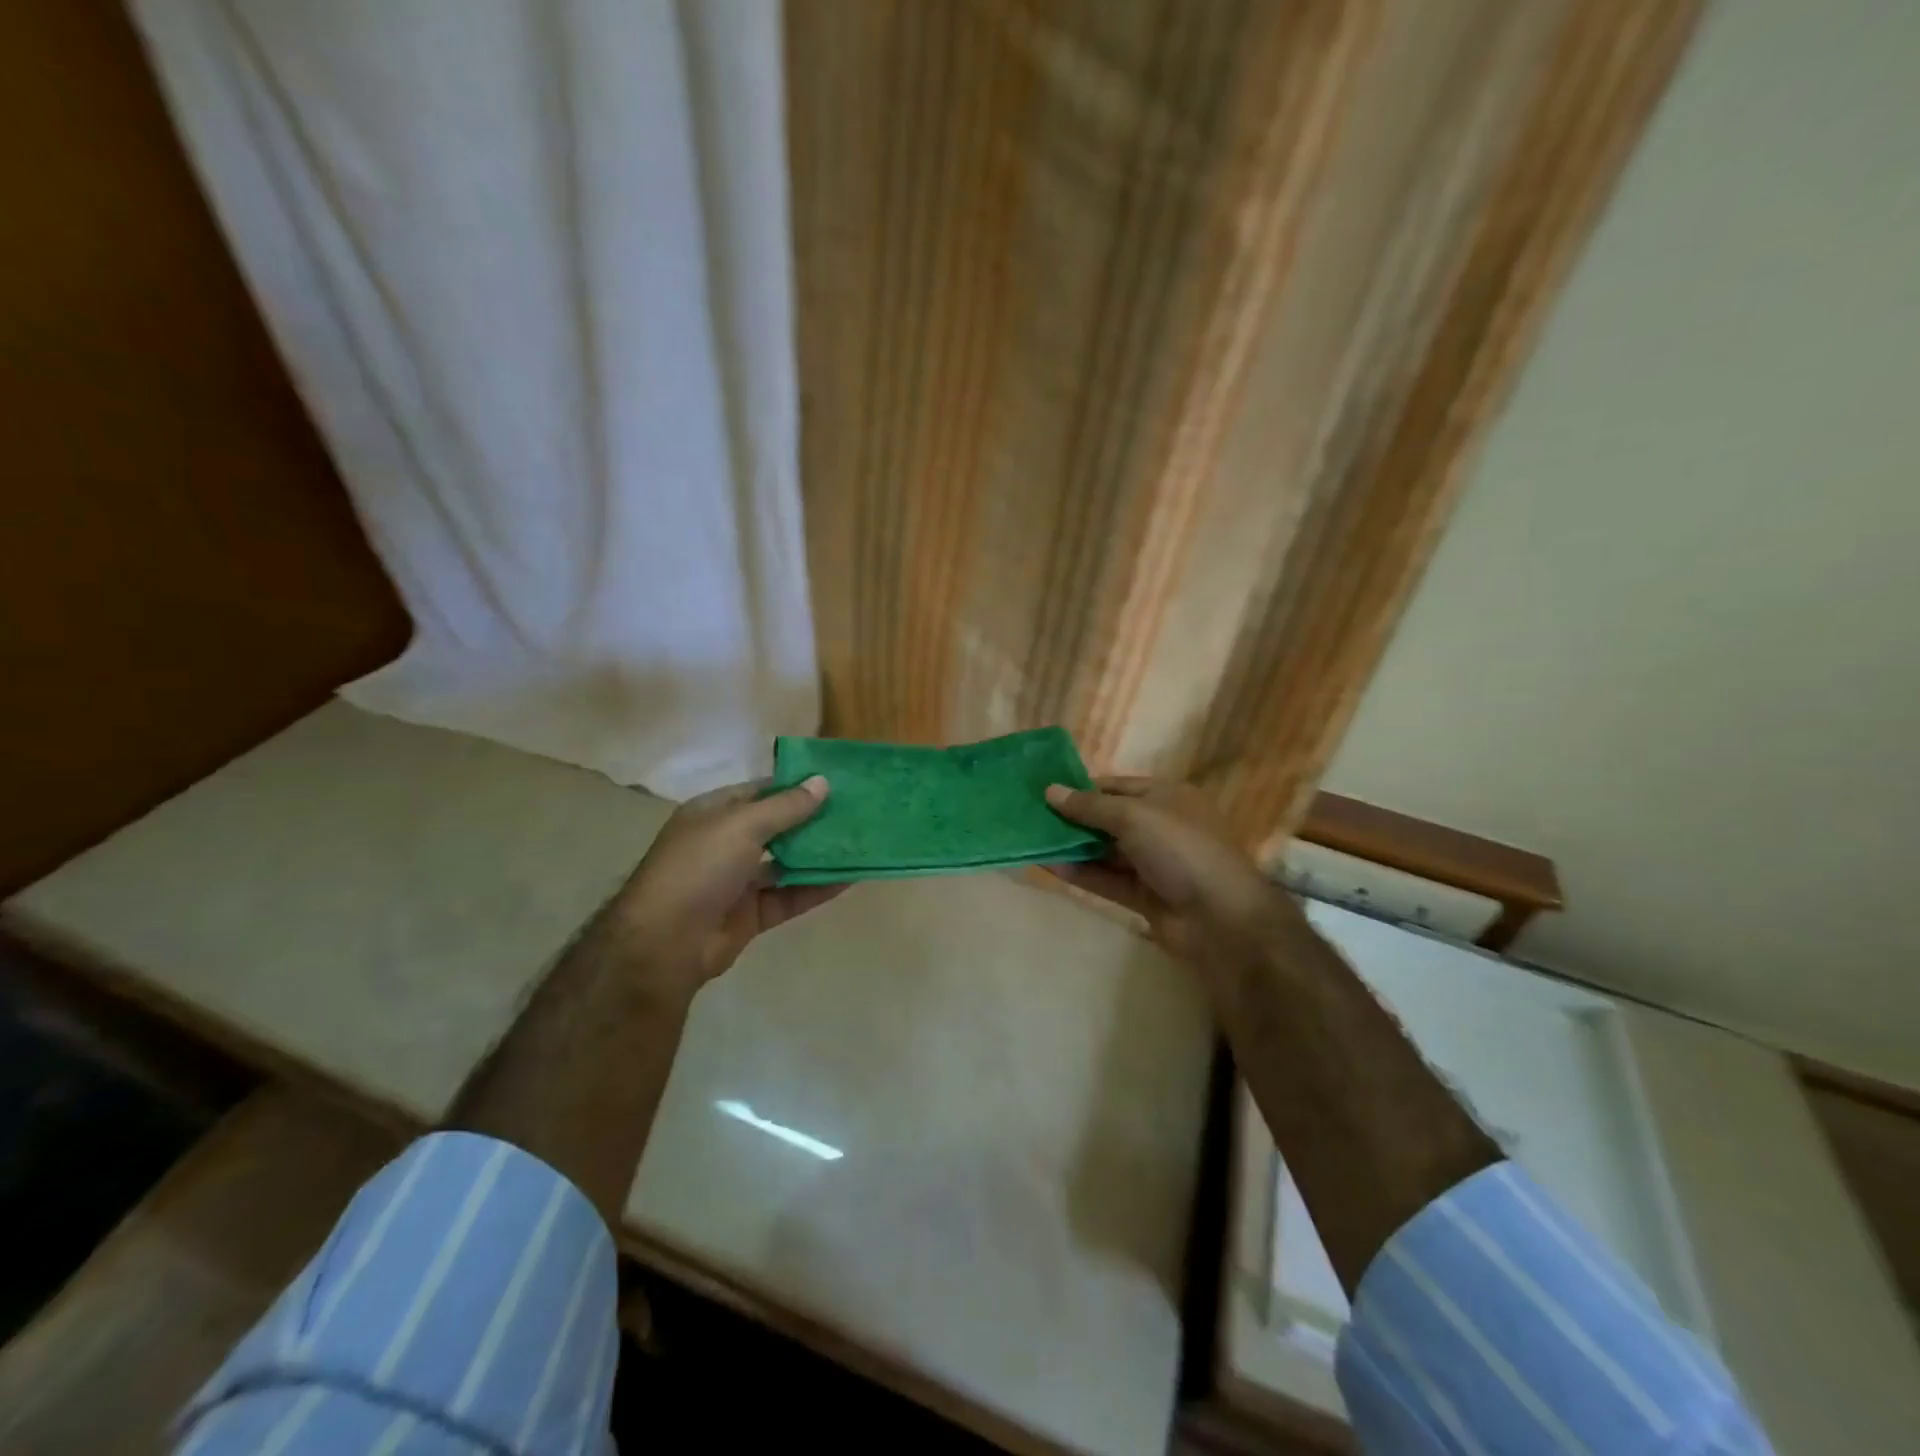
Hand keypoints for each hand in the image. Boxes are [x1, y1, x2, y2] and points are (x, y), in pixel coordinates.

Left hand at [610, 775, 844, 997]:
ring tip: (862, 842)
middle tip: (859, 812)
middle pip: (779, 827)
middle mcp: (727, 843)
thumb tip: (822, 782)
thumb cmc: (698, 868)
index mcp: (714, 813)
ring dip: (820, 855)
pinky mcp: (753, 913)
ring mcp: (739, 880)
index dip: (797, 786)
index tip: (837, 782)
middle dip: (815, 820)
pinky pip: (791, 895)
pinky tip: (851, 878)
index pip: (762, 792)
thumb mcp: (742, 825)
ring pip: (788, 862)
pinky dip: (818, 887)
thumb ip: (786, 806)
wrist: (665, 944)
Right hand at [1044, 777, 1290, 963]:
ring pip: (1105, 851)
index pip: (1116, 786)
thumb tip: (1050, 791)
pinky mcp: (1144, 895)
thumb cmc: (1181, 849)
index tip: (1045, 792)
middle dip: (1073, 819)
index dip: (1082, 788)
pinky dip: (1081, 873)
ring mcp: (1152, 863)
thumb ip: (1090, 806)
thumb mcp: (1134, 816)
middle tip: (1031, 817)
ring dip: (1073, 847)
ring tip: (1032, 841)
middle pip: (1108, 818)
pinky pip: (1107, 879)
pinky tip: (1050, 867)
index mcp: (1166, 797)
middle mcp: (1160, 826)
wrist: (1221, 918)